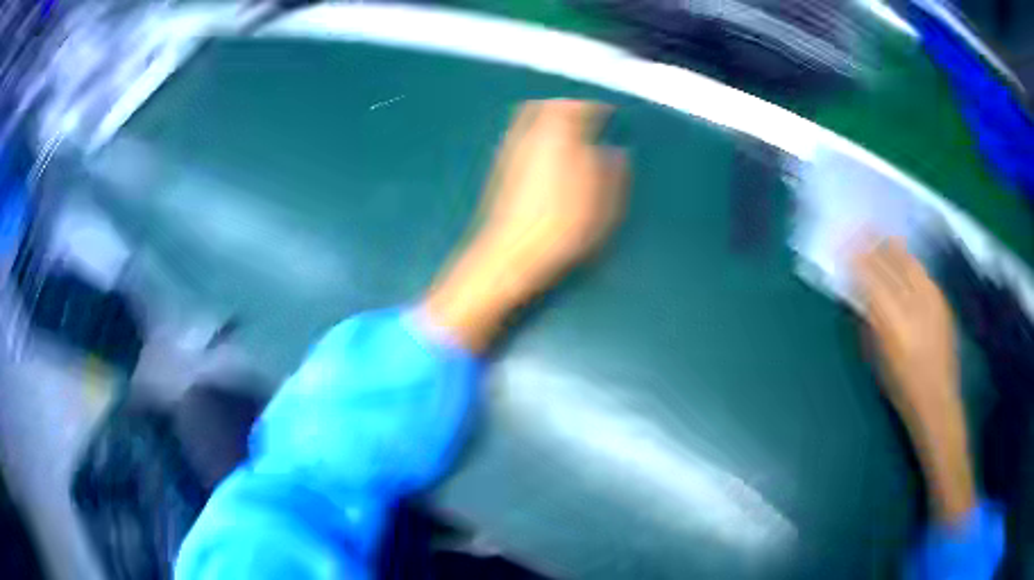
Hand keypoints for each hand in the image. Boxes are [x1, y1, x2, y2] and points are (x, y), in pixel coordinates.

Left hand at [422, 100, 626, 351]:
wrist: (510, 254)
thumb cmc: (560, 229)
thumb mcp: (601, 204)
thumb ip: (612, 172)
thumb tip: (617, 152)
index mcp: (560, 140)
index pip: (578, 109)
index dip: (596, 107)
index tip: (608, 112)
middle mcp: (531, 137)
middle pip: (547, 106)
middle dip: (568, 105)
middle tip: (584, 113)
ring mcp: (512, 151)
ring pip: (529, 118)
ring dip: (549, 115)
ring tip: (567, 128)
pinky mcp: (501, 168)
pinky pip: (519, 134)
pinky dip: (535, 132)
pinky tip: (545, 151)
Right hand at [853, 238, 957, 423]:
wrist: (937, 399)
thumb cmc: (901, 387)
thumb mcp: (878, 360)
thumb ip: (869, 323)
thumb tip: (858, 296)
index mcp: (892, 322)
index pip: (872, 279)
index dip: (857, 257)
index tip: (844, 241)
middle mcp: (913, 303)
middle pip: (890, 264)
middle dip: (873, 244)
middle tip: (859, 227)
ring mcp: (930, 298)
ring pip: (908, 262)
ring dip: (892, 246)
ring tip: (880, 234)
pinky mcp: (941, 300)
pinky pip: (922, 271)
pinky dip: (909, 260)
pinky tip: (903, 255)